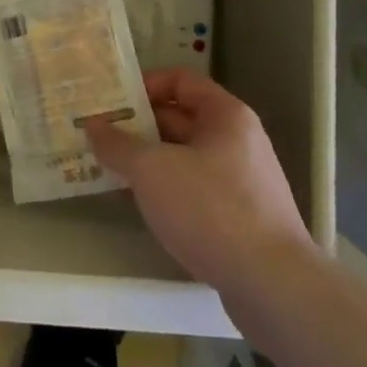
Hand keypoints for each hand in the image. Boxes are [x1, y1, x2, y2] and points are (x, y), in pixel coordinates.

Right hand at [86, 70, 315, 291]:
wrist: (272, 286)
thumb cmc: (211, 208)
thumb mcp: (151, 170)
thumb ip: (118, 144)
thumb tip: (93, 126)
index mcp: (226, 115)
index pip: (180, 80)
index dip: (144, 85)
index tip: (112, 102)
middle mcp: (238, 141)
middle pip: (181, 118)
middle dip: (139, 125)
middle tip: (99, 134)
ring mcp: (243, 182)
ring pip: (185, 157)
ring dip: (149, 160)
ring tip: (110, 167)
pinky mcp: (242, 219)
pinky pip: (195, 189)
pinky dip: (167, 189)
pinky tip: (140, 203)